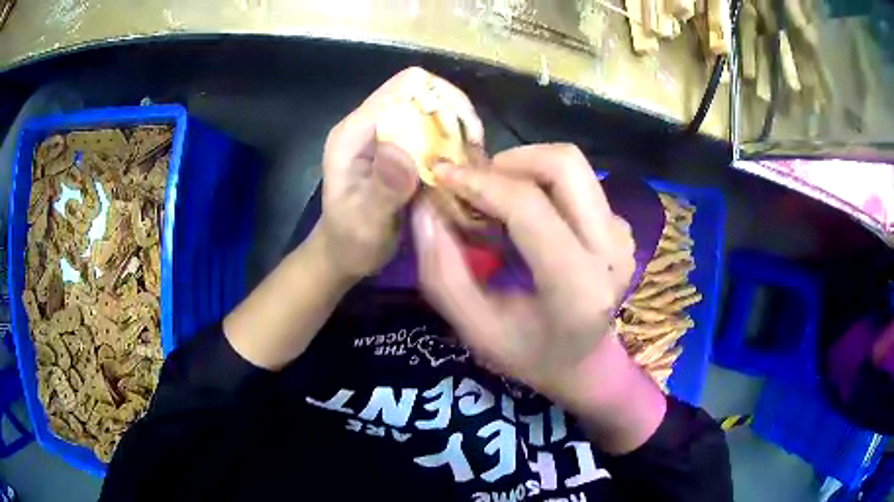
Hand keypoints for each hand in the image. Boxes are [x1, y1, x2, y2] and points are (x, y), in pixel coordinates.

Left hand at [317, 67, 483, 279]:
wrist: (344, 255)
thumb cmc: (351, 241)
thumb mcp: (366, 221)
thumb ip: (384, 188)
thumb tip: (404, 150)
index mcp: (354, 132)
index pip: (404, 87)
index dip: (441, 99)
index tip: (465, 134)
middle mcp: (370, 124)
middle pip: (422, 93)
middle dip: (454, 114)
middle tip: (474, 150)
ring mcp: (384, 135)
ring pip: (430, 110)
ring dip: (457, 129)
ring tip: (472, 158)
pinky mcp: (397, 148)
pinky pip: (431, 132)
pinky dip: (451, 144)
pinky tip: (463, 165)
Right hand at [411, 144, 637, 402]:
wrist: (584, 364)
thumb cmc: (528, 354)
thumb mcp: (474, 328)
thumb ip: (442, 270)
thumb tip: (425, 205)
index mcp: (577, 287)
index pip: (529, 207)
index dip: (479, 182)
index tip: (442, 174)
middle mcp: (610, 252)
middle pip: (563, 165)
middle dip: (509, 161)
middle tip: (476, 185)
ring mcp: (622, 236)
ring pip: (572, 166)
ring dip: (525, 169)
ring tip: (497, 198)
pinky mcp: (622, 227)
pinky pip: (580, 183)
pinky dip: (544, 184)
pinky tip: (527, 215)